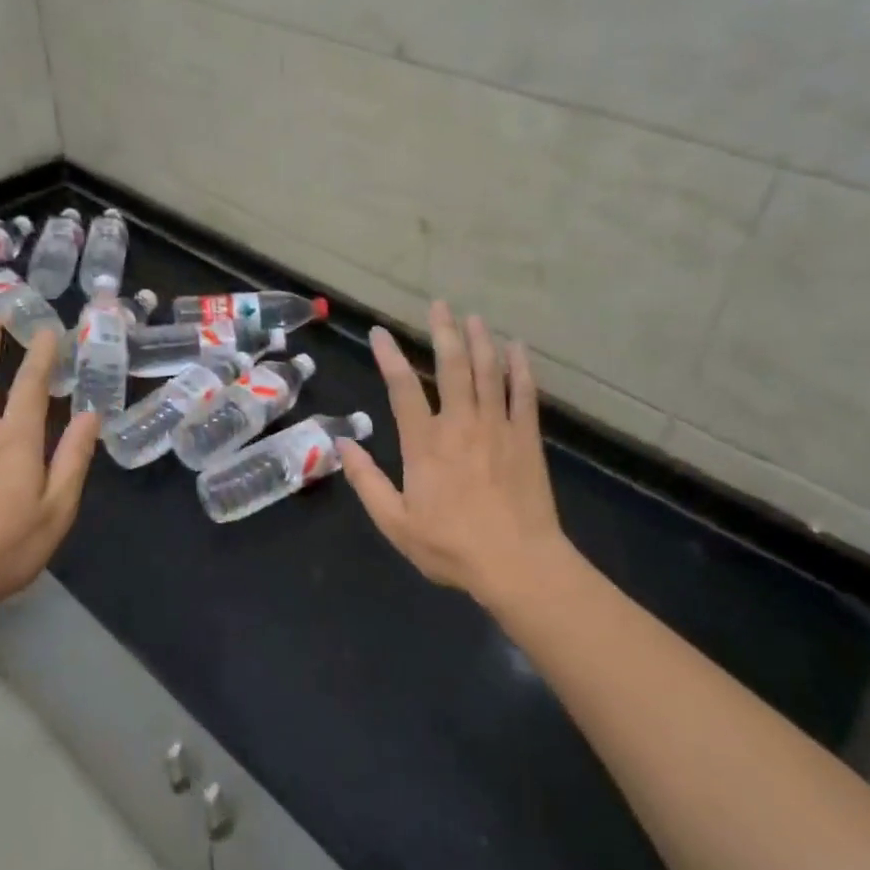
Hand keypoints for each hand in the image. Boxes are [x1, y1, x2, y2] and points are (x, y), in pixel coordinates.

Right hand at [339, 303, 578, 611]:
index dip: (389, 357)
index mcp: (425, 443)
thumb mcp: (395, 522)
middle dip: (444, 332)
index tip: (379, 333)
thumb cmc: (451, 546)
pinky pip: (524, 394)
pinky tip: (517, 348)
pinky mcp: (526, 438)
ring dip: (480, 340)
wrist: (518, 564)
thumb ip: (366, 481)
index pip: (402, 388)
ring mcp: (497, 428)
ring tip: (474, 317)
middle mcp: (460, 424)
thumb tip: (343, 443)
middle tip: (439, 304)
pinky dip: (520, 368)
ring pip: (488, 372)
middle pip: (451, 366)